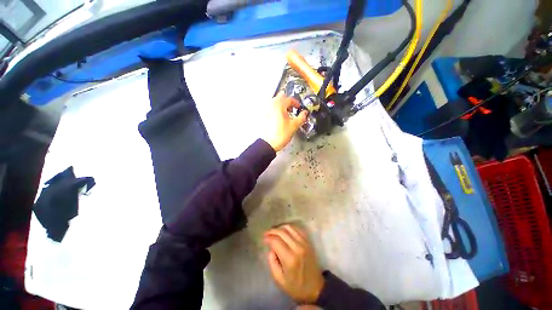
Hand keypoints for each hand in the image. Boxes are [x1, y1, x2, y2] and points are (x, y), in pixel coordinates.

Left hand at [262, 92, 307, 151]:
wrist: (268, 144)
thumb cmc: (280, 135)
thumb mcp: (294, 126)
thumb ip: (301, 118)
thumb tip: (305, 113)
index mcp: (279, 106)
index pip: (289, 99)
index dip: (296, 103)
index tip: (298, 108)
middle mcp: (271, 106)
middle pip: (280, 97)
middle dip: (287, 102)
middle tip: (292, 109)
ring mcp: (266, 111)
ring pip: (275, 102)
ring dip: (282, 105)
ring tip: (286, 114)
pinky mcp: (264, 116)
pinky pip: (271, 109)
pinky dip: (276, 110)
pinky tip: (279, 119)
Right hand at [264, 224, 324, 303]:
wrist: (316, 288)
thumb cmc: (296, 287)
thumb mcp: (279, 280)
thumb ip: (272, 262)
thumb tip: (271, 248)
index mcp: (290, 259)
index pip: (276, 241)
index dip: (268, 238)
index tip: (263, 239)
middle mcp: (298, 247)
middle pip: (282, 232)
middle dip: (272, 231)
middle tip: (266, 234)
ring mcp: (304, 243)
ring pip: (290, 228)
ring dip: (280, 228)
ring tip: (274, 232)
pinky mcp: (308, 241)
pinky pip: (297, 229)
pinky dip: (289, 228)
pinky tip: (285, 231)